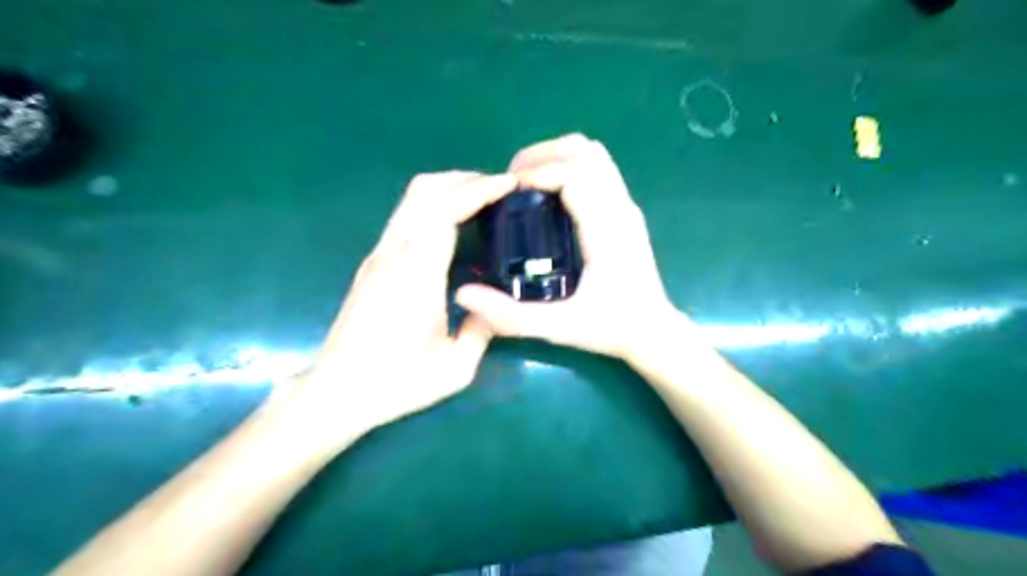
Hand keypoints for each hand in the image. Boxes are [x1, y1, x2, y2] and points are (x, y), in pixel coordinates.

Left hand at [271, 172, 522, 448]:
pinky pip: (406, 217)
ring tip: (482, 200)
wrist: (336, 391)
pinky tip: (456, 224)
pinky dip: (434, 205)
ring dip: (448, 188)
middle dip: (465, 179)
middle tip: (499, 189)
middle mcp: (393, 255)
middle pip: (424, 191)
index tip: (507, 185)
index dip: (477, 190)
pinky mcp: (372, 263)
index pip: (444, 211)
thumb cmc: (396, 383)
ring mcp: (378, 256)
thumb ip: (483, 329)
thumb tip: (496, 303)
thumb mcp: (456, 368)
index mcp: (416, 277)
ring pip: (411, 199)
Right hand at [458, 134, 680, 359]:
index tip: (508, 191)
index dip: (536, 171)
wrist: (654, 332)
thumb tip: (463, 294)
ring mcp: (626, 206)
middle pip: (586, 151)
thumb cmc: (612, 329)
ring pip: (594, 155)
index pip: (575, 172)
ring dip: (556, 158)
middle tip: (512, 182)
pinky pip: (598, 171)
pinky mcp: (624, 211)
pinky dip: (569, 169)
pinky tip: (548, 198)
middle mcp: (620, 208)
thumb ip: (511, 316)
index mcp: (607, 229)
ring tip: (526, 184)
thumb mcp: (559, 328)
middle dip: (543, 156)